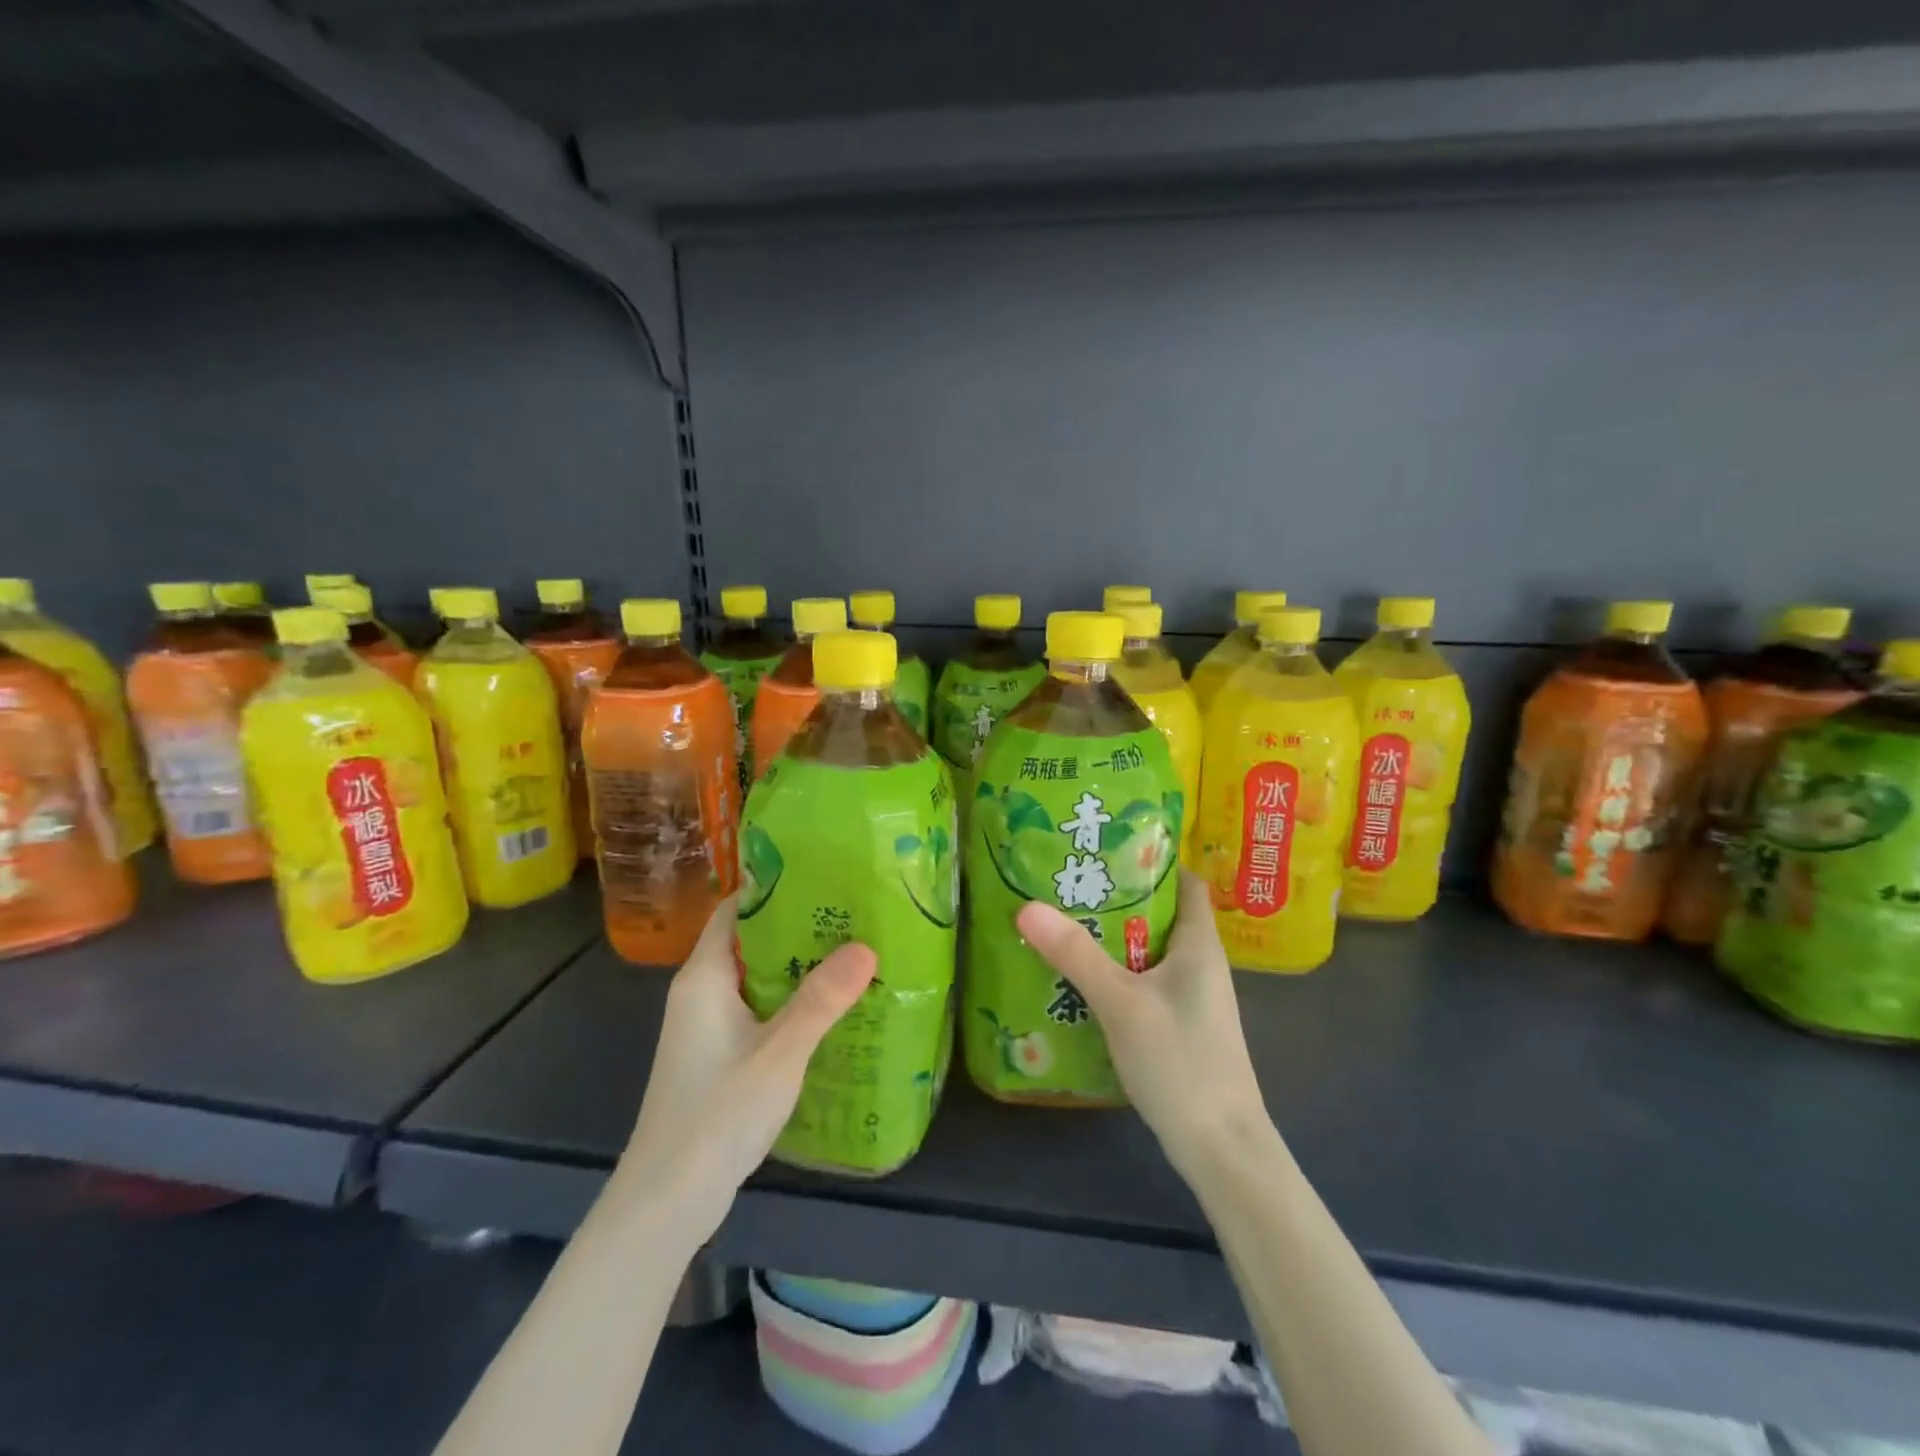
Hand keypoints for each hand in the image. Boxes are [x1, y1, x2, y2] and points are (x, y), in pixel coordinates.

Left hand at [619, 895, 876, 1248]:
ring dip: (797, 964)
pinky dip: (789, 997)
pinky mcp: (717, 1053)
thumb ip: (821, 1000)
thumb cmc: (716, 1114)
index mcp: (704, 977)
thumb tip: (866, 947)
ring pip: (756, 976)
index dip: (775, 888)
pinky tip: (829, 1005)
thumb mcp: (779, 1053)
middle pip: (750, 939)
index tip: (824, 875)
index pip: (736, 909)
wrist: (667, 1200)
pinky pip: (757, 1007)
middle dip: (797, 924)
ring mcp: (707, 1025)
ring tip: (851, 949)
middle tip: (852, 911)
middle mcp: (700, 992)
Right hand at [1016, 871, 1270, 1178]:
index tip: (1107, 845)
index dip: (1153, 858)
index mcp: (1200, 944)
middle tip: (1069, 881)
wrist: (1221, 1148)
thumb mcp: (1122, 1002)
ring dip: (1114, 937)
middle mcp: (1200, 963)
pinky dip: (1117, 972)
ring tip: (1065, 921)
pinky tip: (1081, 979)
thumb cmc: (1181, 1062)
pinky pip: (1146, 982)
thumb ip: (1076, 954)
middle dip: (1119, 896)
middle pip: (1161, 913)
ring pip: (1150, 951)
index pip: (1185, 881)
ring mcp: (1192, 998)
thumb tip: (1027, 905)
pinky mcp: (1179, 1026)